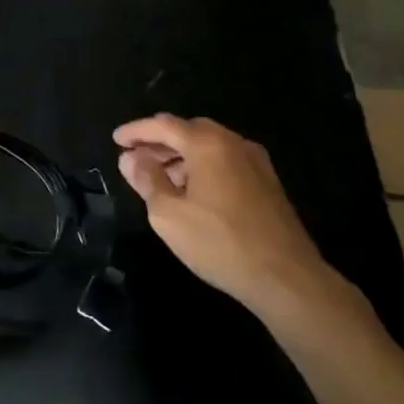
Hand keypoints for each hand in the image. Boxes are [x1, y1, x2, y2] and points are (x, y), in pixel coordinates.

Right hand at [113, 114, 364, 335]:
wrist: (286, 277)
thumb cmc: (220, 243)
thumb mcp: (169, 214)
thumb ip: (147, 180)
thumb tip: (131, 158)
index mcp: (207, 144)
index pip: (163, 125)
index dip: (136, 131)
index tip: (116, 140)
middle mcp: (233, 142)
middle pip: (188, 130)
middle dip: (159, 141)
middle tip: (136, 157)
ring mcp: (255, 161)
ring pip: (209, 146)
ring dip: (181, 155)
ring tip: (160, 177)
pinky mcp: (267, 182)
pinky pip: (225, 161)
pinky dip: (203, 166)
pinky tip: (192, 191)